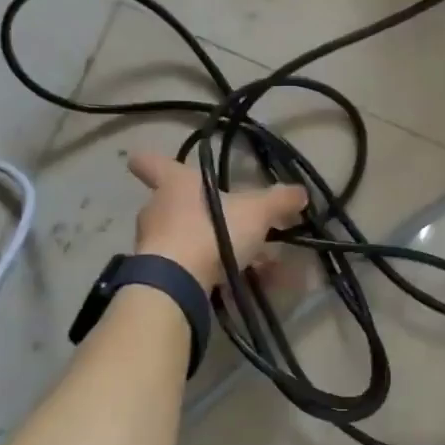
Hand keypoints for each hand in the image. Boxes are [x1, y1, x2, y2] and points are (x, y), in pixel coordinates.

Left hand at [127, 151, 306, 291]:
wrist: (176, 282)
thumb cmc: (210, 231)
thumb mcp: (256, 212)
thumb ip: (279, 201)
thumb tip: (301, 193)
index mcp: (174, 183)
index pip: (151, 163)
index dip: (151, 161)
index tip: (143, 160)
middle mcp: (156, 209)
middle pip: (172, 204)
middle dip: (198, 213)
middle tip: (228, 224)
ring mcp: (151, 243)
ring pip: (181, 238)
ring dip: (207, 246)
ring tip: (243, 261)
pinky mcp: (155, 274)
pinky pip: (184, 267)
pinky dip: (205, 272)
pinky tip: (233, 284)